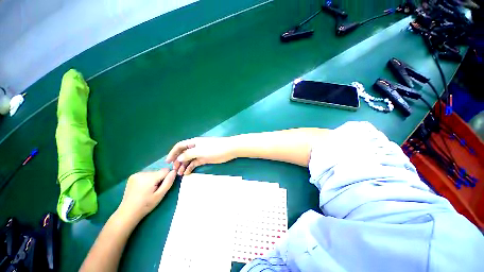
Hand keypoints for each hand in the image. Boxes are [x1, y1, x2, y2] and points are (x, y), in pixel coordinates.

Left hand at [117, 169, 176, 222]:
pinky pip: (146, 174)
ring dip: (153, 179)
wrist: (128, 212)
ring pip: (153, 173)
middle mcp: (142, 173)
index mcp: (150, 177)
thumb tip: (175, 171)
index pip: (166, 170)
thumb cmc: (146, 205)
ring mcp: (136, 174)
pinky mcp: (132, 176)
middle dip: (159, 179)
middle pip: (159, 171)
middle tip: (154, 190)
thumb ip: (168, 182)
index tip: (161, 187)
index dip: (166, 178)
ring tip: (148, 190)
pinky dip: (147, 179)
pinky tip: (143, 188)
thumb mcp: (160, 195)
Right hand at [166, 137, 236, 174]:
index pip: (180, 146)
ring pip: (189, 159)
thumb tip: (178, 158)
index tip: (167, 162)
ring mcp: (201, 153)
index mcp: (193, 142)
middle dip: (178, 161)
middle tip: (174, 171)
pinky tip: (187, 173)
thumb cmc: (214, 148)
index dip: (172, 153)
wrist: (229, 149)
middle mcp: (195, 147)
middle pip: (183, 153)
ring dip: (184, 166)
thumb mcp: (200, 151)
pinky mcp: (205, 158)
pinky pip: (195, 163)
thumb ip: (188, 154)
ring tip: (180, 174)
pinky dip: (191, 167)